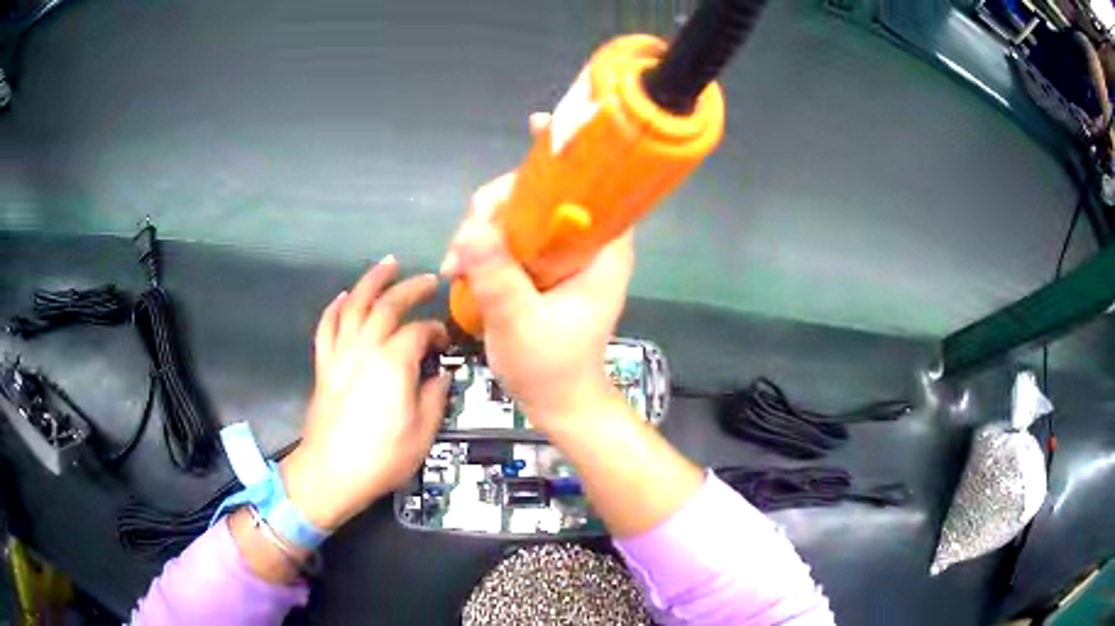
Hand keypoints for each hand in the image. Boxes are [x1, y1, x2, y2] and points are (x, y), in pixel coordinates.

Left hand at [281, 256, 449, 530]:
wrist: (331, 473)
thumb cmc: (381, 457)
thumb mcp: (422, 433)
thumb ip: (434, 397)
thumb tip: (439, 375)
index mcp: (393, 363)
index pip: (418, 331)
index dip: (435, 331)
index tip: (444, 340)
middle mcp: (365, 348)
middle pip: (387, 305)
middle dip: (410, 288)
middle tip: (427, 279)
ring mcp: (340, 353)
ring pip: (353, 305)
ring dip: (370, 282)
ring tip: (386, 265)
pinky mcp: (323, 365)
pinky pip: (326, 327)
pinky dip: (335, 308)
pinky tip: (344, 297)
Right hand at [440, 113, 634, 428]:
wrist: (556, 401)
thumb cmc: (551, 368)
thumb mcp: (521, 324)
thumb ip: (498, 276)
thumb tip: (470, 228)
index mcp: (600, 251)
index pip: (594, 186)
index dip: (569, 153)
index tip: (540, 128)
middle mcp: (584, 243)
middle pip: (541, 193)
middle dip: (497, 204)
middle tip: (465, 239)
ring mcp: (559, 254)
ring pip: (518, 213)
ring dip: (481, 227)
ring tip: (456, 263)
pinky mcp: (539, 266)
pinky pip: (509, 236)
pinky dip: (482, 244)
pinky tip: (460, 267)